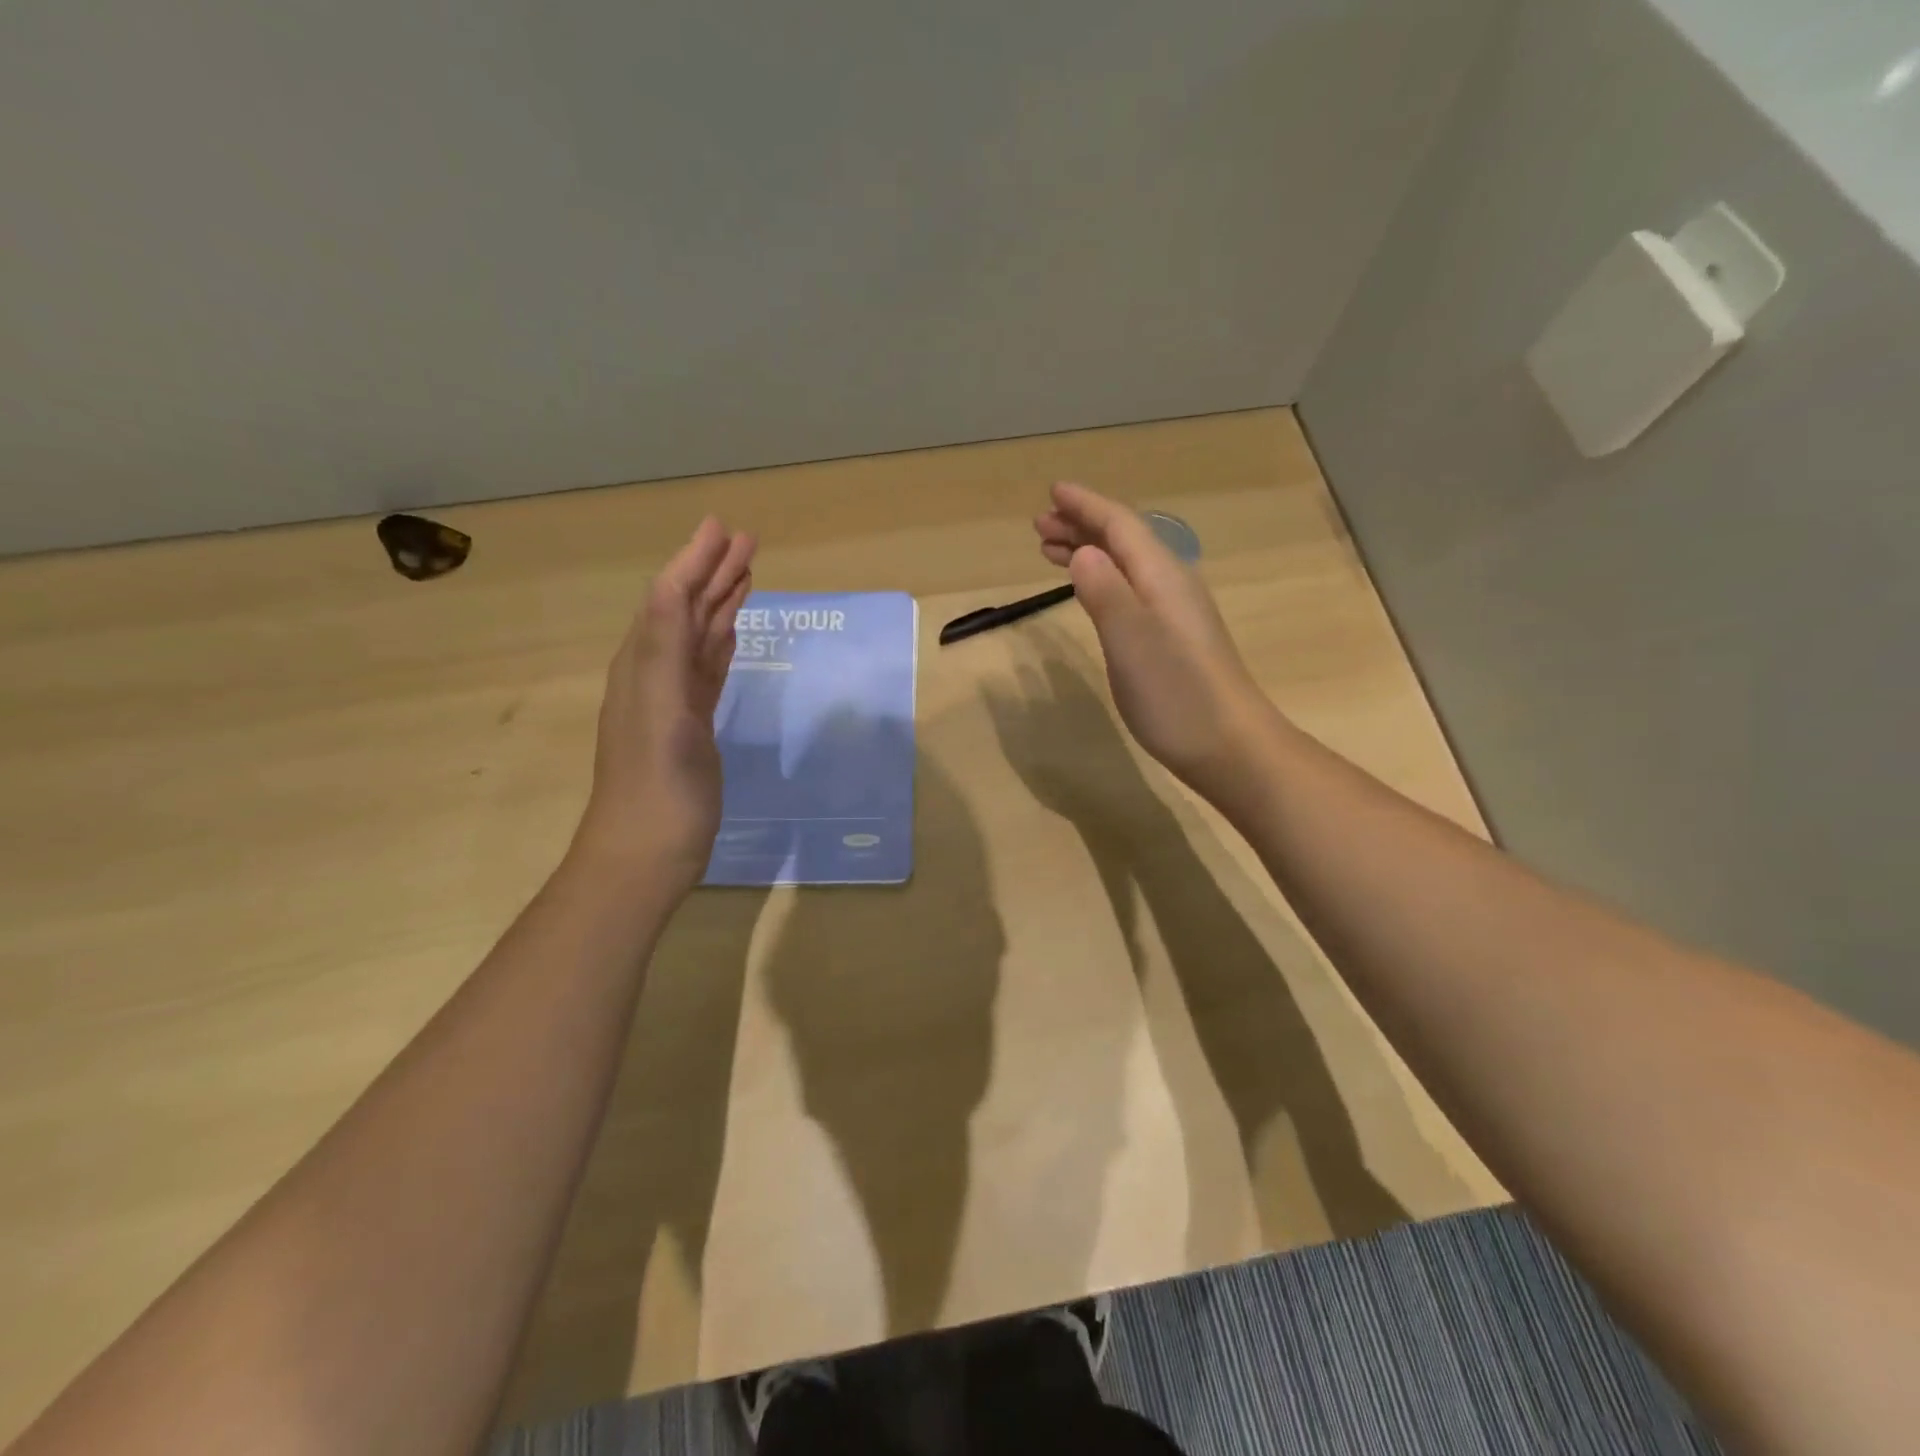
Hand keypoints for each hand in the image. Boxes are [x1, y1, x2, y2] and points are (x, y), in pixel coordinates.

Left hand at [575, 517, 755, 888]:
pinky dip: (721, 645)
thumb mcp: (661, 713)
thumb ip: (666, 650)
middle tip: (746, 541)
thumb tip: (676, 586)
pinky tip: (732, 632)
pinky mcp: (693, 726)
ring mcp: (674, 702)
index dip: (694, 561)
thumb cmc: (657, 788)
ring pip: (699, 638)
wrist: (647, 854)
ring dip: (720, 604)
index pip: (670, 598)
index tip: (723, 528)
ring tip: (746, 574)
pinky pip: (708, 671)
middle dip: (712, 573)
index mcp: (643, 665)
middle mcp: (654, 674)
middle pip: (686, 611)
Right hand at [1035, 482, 1272, 802]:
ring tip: (1050, 552)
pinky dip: (1103, 579)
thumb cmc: (1176, 693)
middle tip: (1039, 525)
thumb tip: (1082, 551)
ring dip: (1089, 551)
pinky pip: (1131, 588)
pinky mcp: (1174, 638)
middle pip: (1124, 540)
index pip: (1119, 525)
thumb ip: (1105, 592)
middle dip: (1081, 526)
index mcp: (1160, 576)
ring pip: (1126, 565)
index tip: (1052, 492)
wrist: (1230, 745)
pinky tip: (1094, 592)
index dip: (1085, 506)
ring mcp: (1175, 612)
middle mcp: (1170, 584)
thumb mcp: (1131, 640)